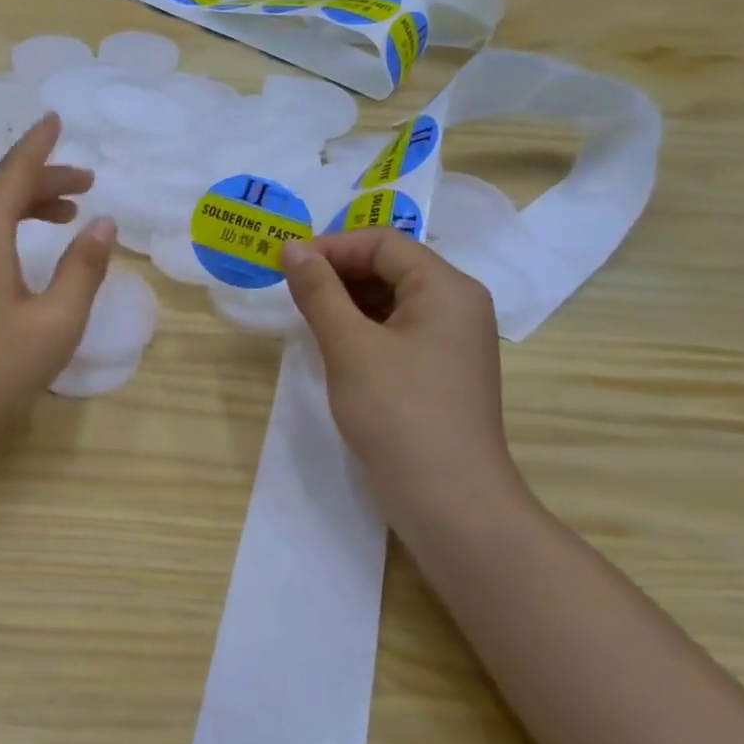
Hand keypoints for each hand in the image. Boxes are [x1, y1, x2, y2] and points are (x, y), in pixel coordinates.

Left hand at [0, 115, 116, 433]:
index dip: (39, 145)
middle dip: (42, 181)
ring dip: (21, 206)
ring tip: (63, 216)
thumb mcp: (56, 320)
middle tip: (85, 186)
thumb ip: (84, 267)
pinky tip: (20, 250)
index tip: (56, 119)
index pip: (14, 171)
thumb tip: (103, 224)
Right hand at [283, 229, 528, 531]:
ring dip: (347, 300)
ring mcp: (453, 340)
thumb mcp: (349, 346)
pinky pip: (398, 329)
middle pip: (391, 266)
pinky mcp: (441, 369)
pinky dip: (363, 327)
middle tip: (291, 292)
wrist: (449, 500)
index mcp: (446, 288)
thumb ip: (319, 291)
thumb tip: (291, 248)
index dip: (331, 246)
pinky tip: (334, 346)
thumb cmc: (398, 413)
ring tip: (307, 318)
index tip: (285, 267)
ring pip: (393, 298)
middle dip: (338, 271)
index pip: (383, 242)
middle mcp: (458, 304)